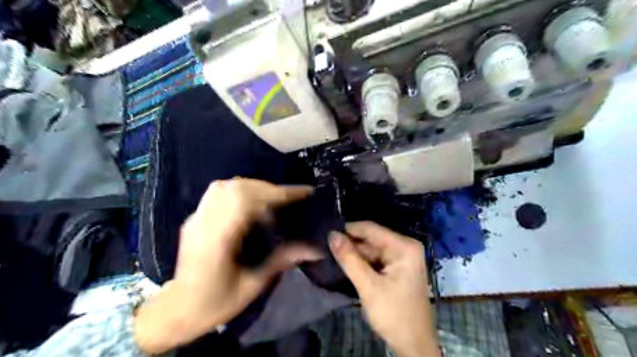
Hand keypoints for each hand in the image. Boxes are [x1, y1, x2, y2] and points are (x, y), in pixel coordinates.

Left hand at [135, 178, 323, 353]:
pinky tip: (252, 203)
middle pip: (236, 189)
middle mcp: (203, 224)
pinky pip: (218, 192)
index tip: (302, 192)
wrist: (177, 310)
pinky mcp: (194, 217)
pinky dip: (240, 190)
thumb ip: (281, 261)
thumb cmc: (214, 303)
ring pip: (225, 186)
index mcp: (216, 242)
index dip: (276, 193)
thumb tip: (314, 249)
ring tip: (272, 198)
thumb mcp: (252, 286)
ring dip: (254, 186)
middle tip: (290, 197)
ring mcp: (195, 218)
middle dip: (268, 188)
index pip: (246, 203)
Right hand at [331, 221, 440, 355]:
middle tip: (324, 246)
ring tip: (329, 253)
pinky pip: (375, 260)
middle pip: (371, 239)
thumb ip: (349, 259)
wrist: (414, 345)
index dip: (347, 230)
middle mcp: (404, 247)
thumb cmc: (394, 314)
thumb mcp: (368, 286)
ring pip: (371, 250)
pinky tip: (344, 264)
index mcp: (404, 246)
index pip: (370, 229)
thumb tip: (331, 235)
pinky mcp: (396, 269)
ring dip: (353, 254)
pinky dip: (361, 263)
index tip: (325, 232)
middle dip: (349, 244)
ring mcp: (401, 258)